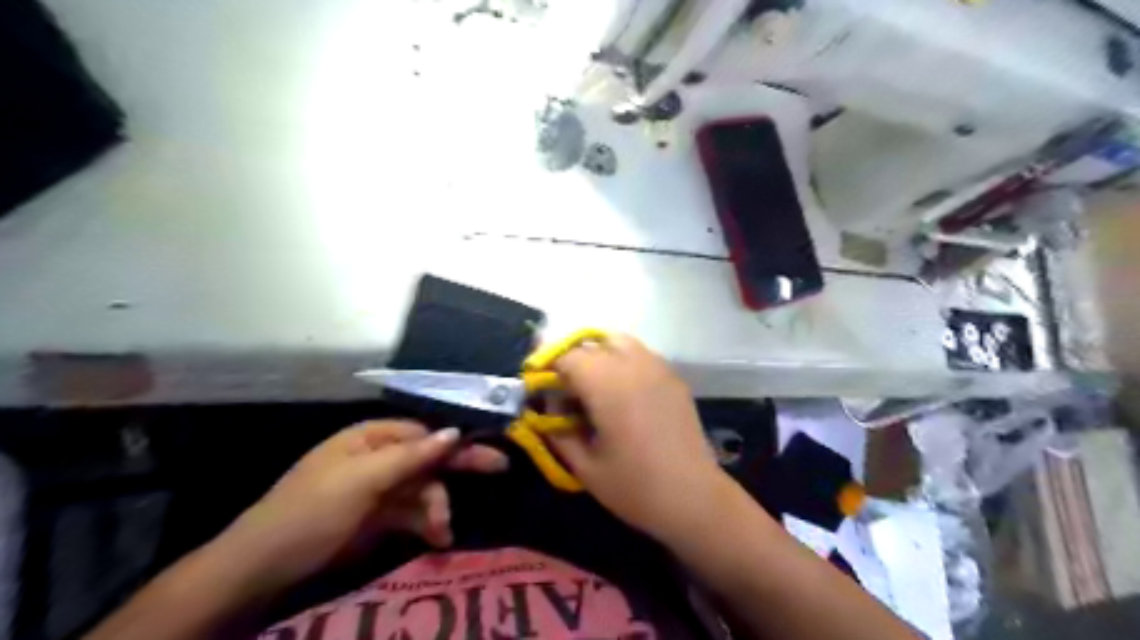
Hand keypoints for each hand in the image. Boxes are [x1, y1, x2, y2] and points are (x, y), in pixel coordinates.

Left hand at [216, 420, 506, 594]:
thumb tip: (454, 431)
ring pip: (424, 488)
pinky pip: (413, 512)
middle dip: (459, 467)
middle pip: (429, 456)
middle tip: (499, 468)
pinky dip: (427, 523)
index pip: (425, 432)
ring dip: (438, 507)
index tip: (488, 450)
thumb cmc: (312, 511)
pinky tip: (437, 538)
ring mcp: (378, 488)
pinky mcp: (378, 517)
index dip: (457, 440)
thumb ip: (412, 455)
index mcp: (371, 437)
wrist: (263, 568)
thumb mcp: (363, 479)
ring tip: (443, 531)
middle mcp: (378, 457)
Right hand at [544, 336, 728, 538]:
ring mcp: (658, 368)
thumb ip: (557, 432)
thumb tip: (545, 411)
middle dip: (572, 360)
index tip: (538, 387)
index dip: (547, 368)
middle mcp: (633, 365)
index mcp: (607, 384)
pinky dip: (622, 362)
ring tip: (592, 386)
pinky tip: (622, 394)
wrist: (694, 497)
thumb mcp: (584, 466)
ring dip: (598, 355)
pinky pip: (640, 355)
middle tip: (564, 389)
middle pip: (592, 343)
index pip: (567, 356)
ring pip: (618, 341)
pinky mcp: (673, 378)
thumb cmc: (634, 486)